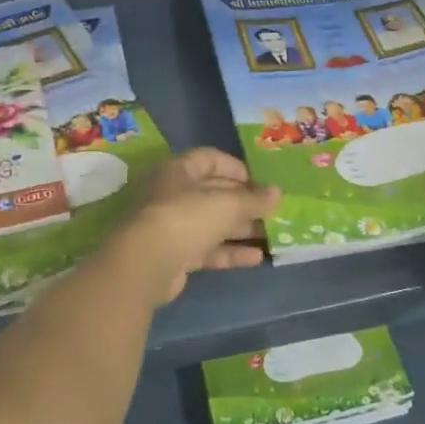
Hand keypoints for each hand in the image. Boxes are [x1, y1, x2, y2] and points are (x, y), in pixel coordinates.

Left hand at [113, 148, 279, 303]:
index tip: (260, 183)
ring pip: (211, 223)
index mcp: (179, 170)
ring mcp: (172, 226)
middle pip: (213, 193)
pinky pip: (207, 249)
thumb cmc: (187, 217)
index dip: (236, 168)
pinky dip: (230, 252)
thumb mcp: (227, 203)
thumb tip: (277, 192)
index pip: (210, 159)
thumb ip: (254, 199)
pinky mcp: (175, 255)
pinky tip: (257, 259)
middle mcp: (173, 194)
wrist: (147, 264)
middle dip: (243, 203)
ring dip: (240, 229)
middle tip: (271, 212)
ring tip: (270, 235)